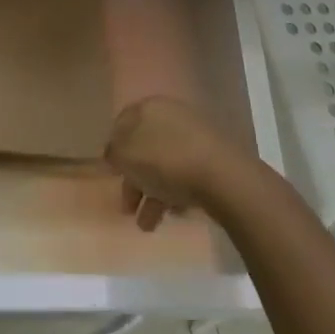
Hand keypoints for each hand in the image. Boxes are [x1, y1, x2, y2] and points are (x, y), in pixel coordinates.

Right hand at [106, 96, 251, 231]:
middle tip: (127, 207)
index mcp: (148, 108)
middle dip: (133, 180)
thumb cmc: (165, 161)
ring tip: (148, 225)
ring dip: (152, 194)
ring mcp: (195, 136)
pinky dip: (175, 193)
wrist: (223, 176)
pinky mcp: (213, 158)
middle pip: (144, 148)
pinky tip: (173, 214)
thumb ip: (113, 152)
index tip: (111, 172)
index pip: (122, 123)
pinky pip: (185, 174)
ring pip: (164, 164)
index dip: (114, 147)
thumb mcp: (126, 156)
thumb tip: (114, 152)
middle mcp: (171, 116)